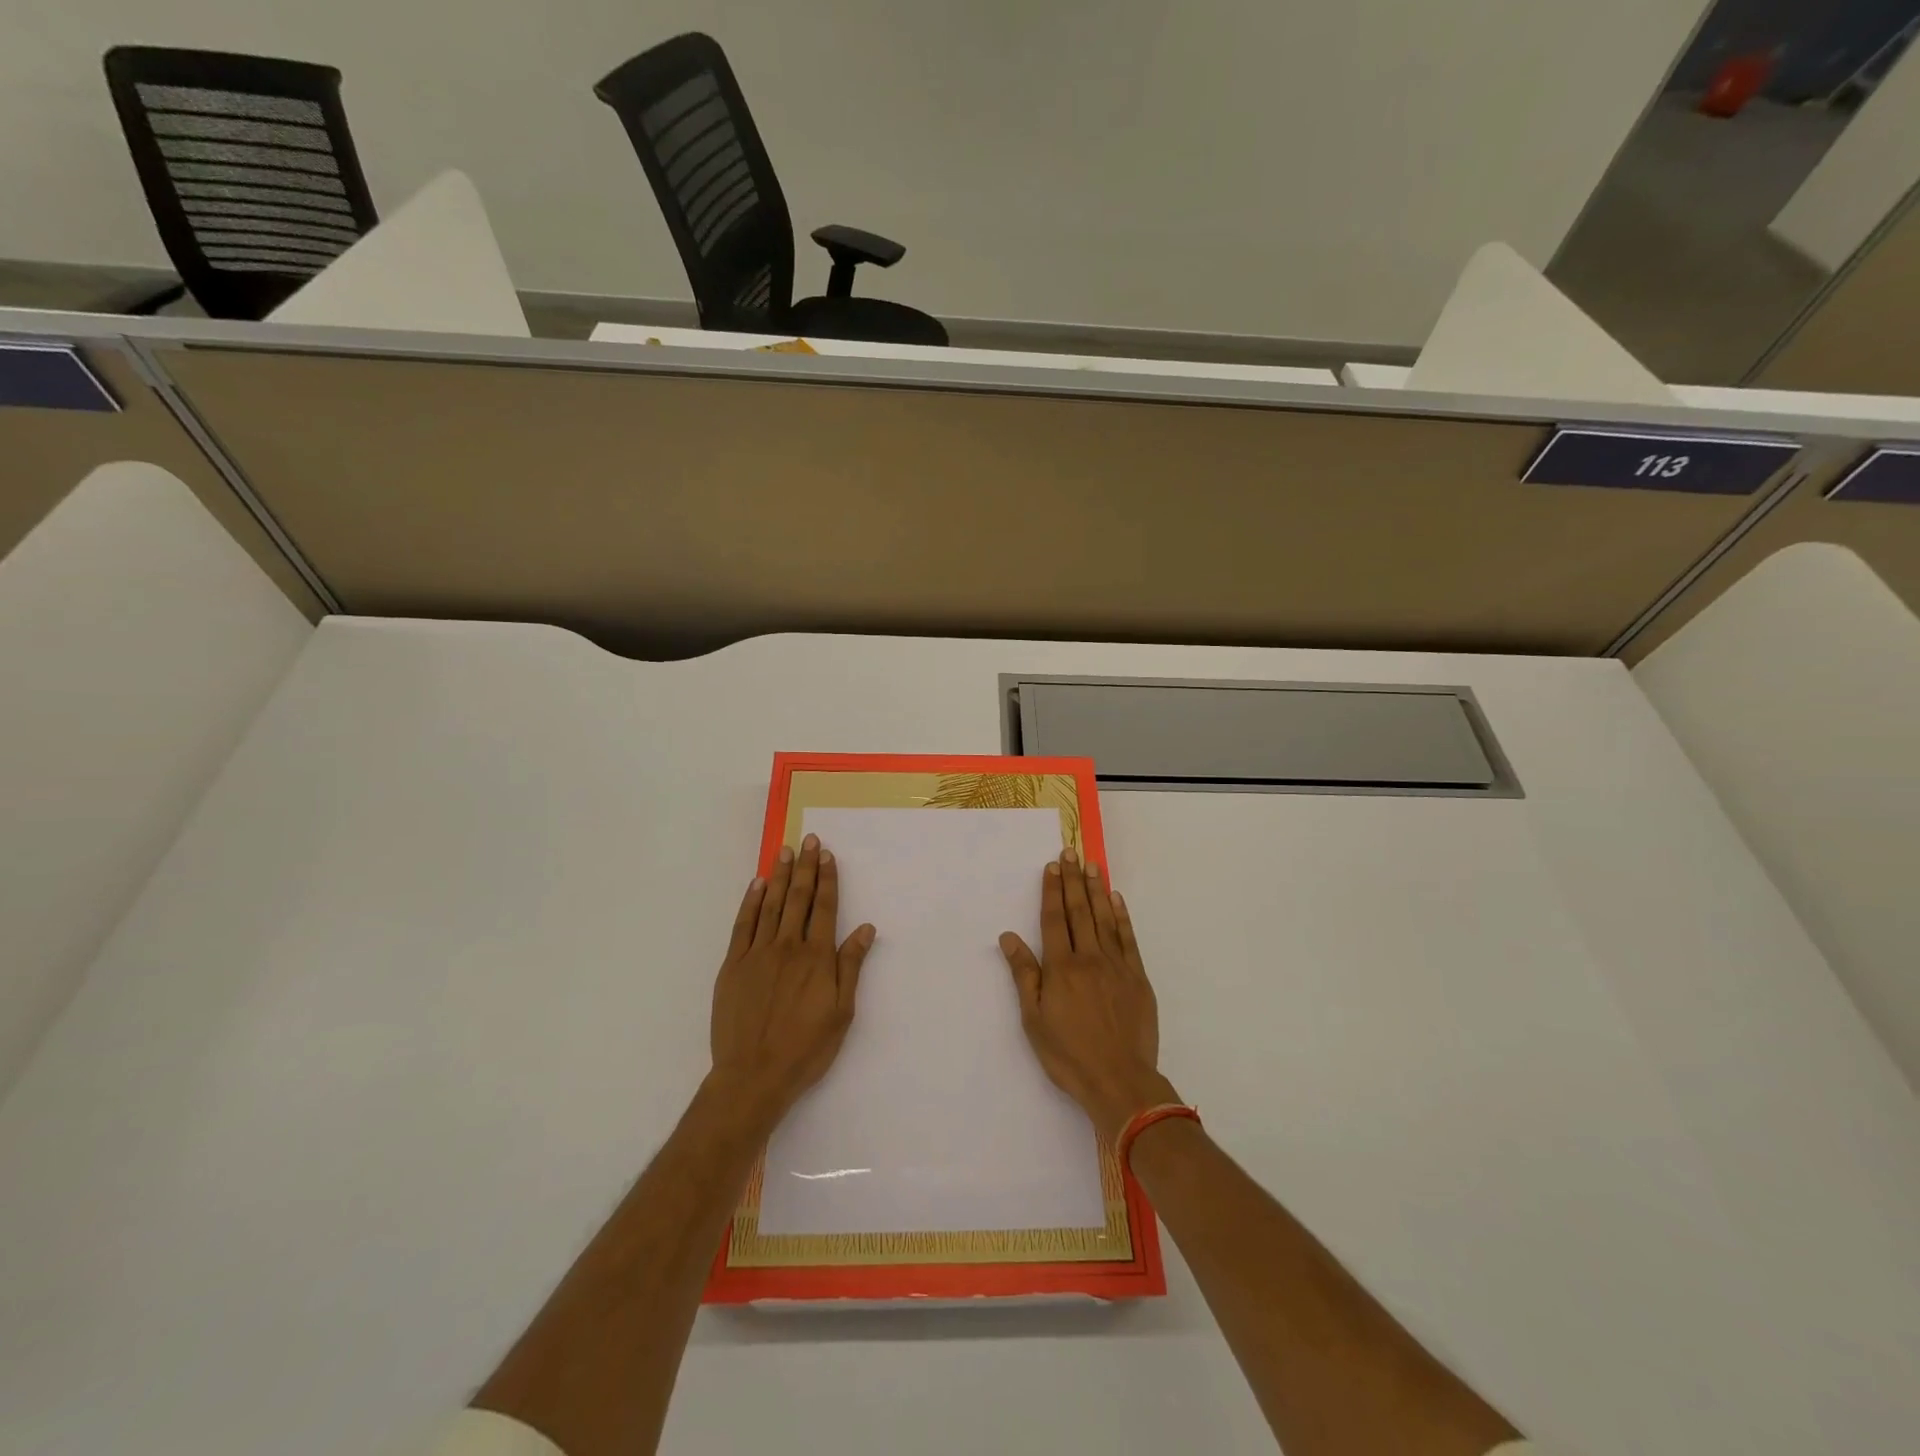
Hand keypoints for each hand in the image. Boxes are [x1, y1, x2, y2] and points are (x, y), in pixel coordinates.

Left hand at [709, 834, 875, 1124]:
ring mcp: (757, 954)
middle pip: (798, 898)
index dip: (827, 879)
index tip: (826, 854)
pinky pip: (743, 925)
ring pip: (770, 905)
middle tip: (807, 840)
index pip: (824, 907)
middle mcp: (788, 946)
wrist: (753, 1075)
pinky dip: (750, 902)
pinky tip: (756, 885)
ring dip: (779, 876)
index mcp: (816, 957)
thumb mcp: (841, 1012)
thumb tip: (865, 928)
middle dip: (804, 867)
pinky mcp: (733, 965)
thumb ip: (851, 966)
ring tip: (784, 851)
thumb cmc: (805, 1048)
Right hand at [999, 848, 1179, 1144]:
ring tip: (1092, 865)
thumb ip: (1024, 974)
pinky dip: (1122, 917)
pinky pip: (1128, 939)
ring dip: (1097, 889)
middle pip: (1079, 911)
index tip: (1052, 866)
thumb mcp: (1034, 1019)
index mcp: (1061, 967)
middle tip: (1070, 852)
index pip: (1054, 919)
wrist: (1120, 1081)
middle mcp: (1088, 958)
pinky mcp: (1138, 977)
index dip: (1052, 891)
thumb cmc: (1069, 1054)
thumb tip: (1009, 937)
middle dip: (1073, 879)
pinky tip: (1116, 900)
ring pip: (1104, 918)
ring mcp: (1116, 966)